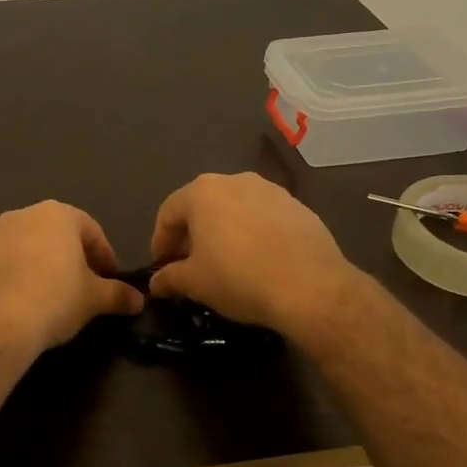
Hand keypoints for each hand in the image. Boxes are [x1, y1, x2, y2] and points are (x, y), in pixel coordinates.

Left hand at [0, 201, 144, 360]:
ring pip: (30, 247)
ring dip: (44, 266)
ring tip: (53, 296)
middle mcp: (24, 214)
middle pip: (58, 235)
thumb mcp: (94, 299)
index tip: (111, 281)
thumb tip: (139, 299)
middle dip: (74, 258)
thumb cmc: (55, 299)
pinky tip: (25, 301)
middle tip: (84, 288)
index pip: (92, 231)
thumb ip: (118, 294)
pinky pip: (6, 262)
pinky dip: (19, 276)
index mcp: (58, 214)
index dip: (105, 257)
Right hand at [148, 173, 357, 334]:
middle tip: (190, 266)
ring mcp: (272, 191)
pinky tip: (258, 263)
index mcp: (204, 192)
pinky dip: (253, 236)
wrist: (310, 286)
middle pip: (203, 206)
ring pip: (235, 210)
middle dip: (192, 236)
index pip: (169, 212)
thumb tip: (156, 283)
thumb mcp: (195, 283)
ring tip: (225, 264)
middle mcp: (236, 180)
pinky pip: (264, 219)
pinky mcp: (299, 208)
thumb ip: (169, 278)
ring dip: (224, 233)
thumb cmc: (238, 277)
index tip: (161, 266)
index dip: (160, 241)